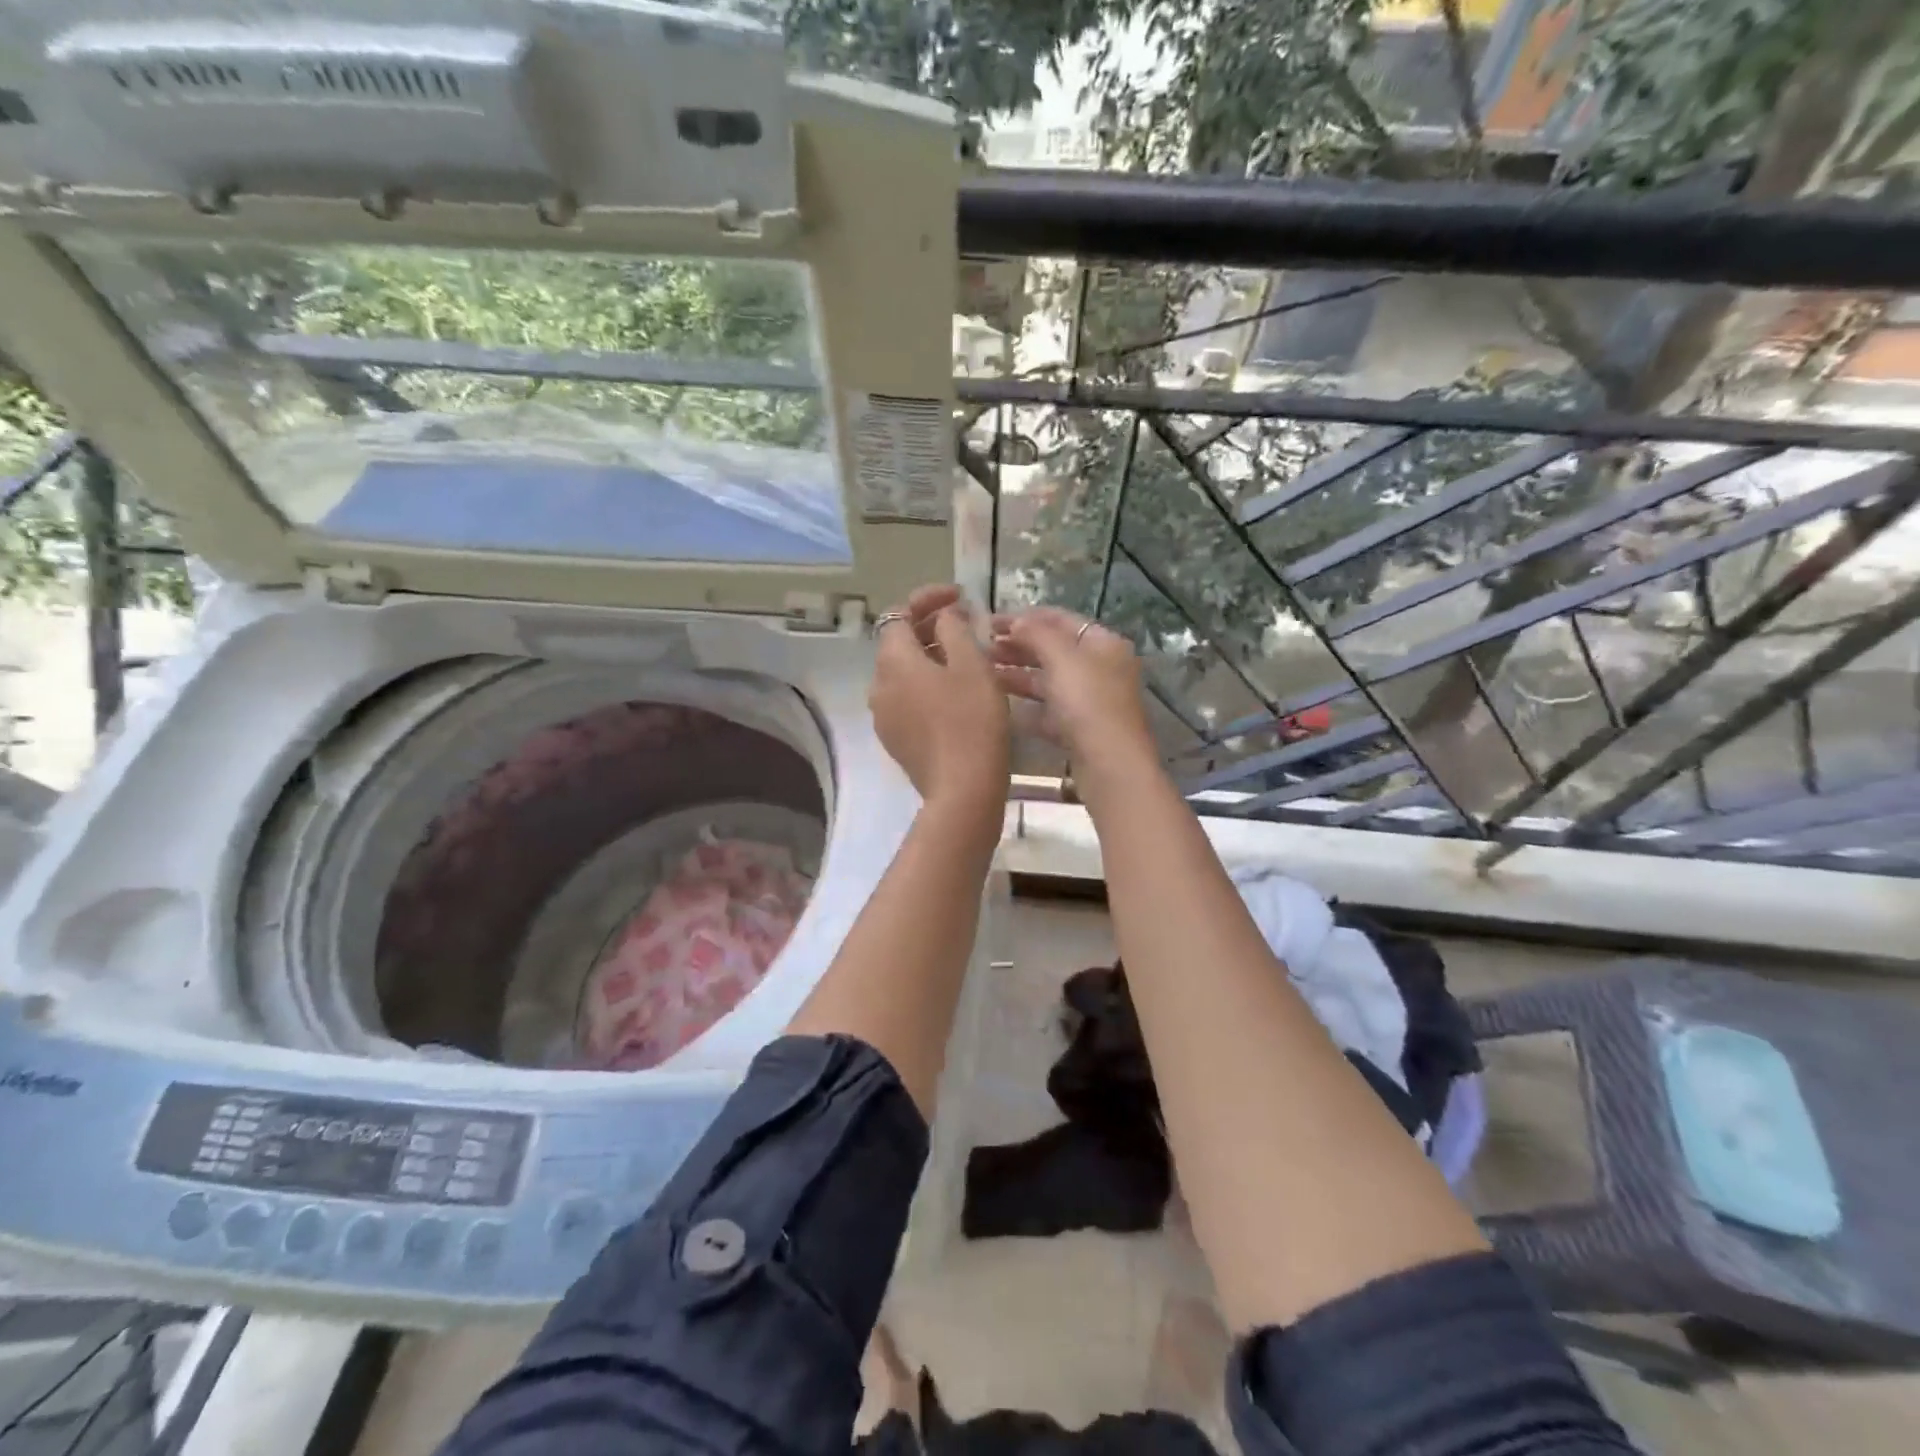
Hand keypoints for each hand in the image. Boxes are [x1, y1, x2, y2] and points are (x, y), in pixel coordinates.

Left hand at [869, 584, 1009, 817]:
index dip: (927, 598)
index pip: (899, 613)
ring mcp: (883, 715)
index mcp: (893, 661)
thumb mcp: (971, 664)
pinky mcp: (894, 739)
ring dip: (928, 657)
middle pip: (898, 643)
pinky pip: (906, 698)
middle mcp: (878, 685)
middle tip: (965, 624)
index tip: (959, 596)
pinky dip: (925, 685)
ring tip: (963, 657)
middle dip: (928, 627)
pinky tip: (953, 693)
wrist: (963, 789)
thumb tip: (943, 616)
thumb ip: (954, 629)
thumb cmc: (972, 720)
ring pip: (902, 672)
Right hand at [989, 606, 1155, 768]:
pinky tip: (1000, 705)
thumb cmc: (1088, 702)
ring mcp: (1091, 702)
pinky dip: (1026, 707)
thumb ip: (1036, 634)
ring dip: (1017, 675)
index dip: (1025, 617)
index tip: (990, 621)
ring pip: (1049, 681)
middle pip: (1054, 651)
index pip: (1061, 620)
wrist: (1109, 764)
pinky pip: (1048, 711)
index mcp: (1103, 644)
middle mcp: (1100, 668)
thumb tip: (1016, 622)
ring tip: (984, 673)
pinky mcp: (1080, 730)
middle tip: (982, 648)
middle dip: (1018, 647)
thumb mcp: (1061, 658)